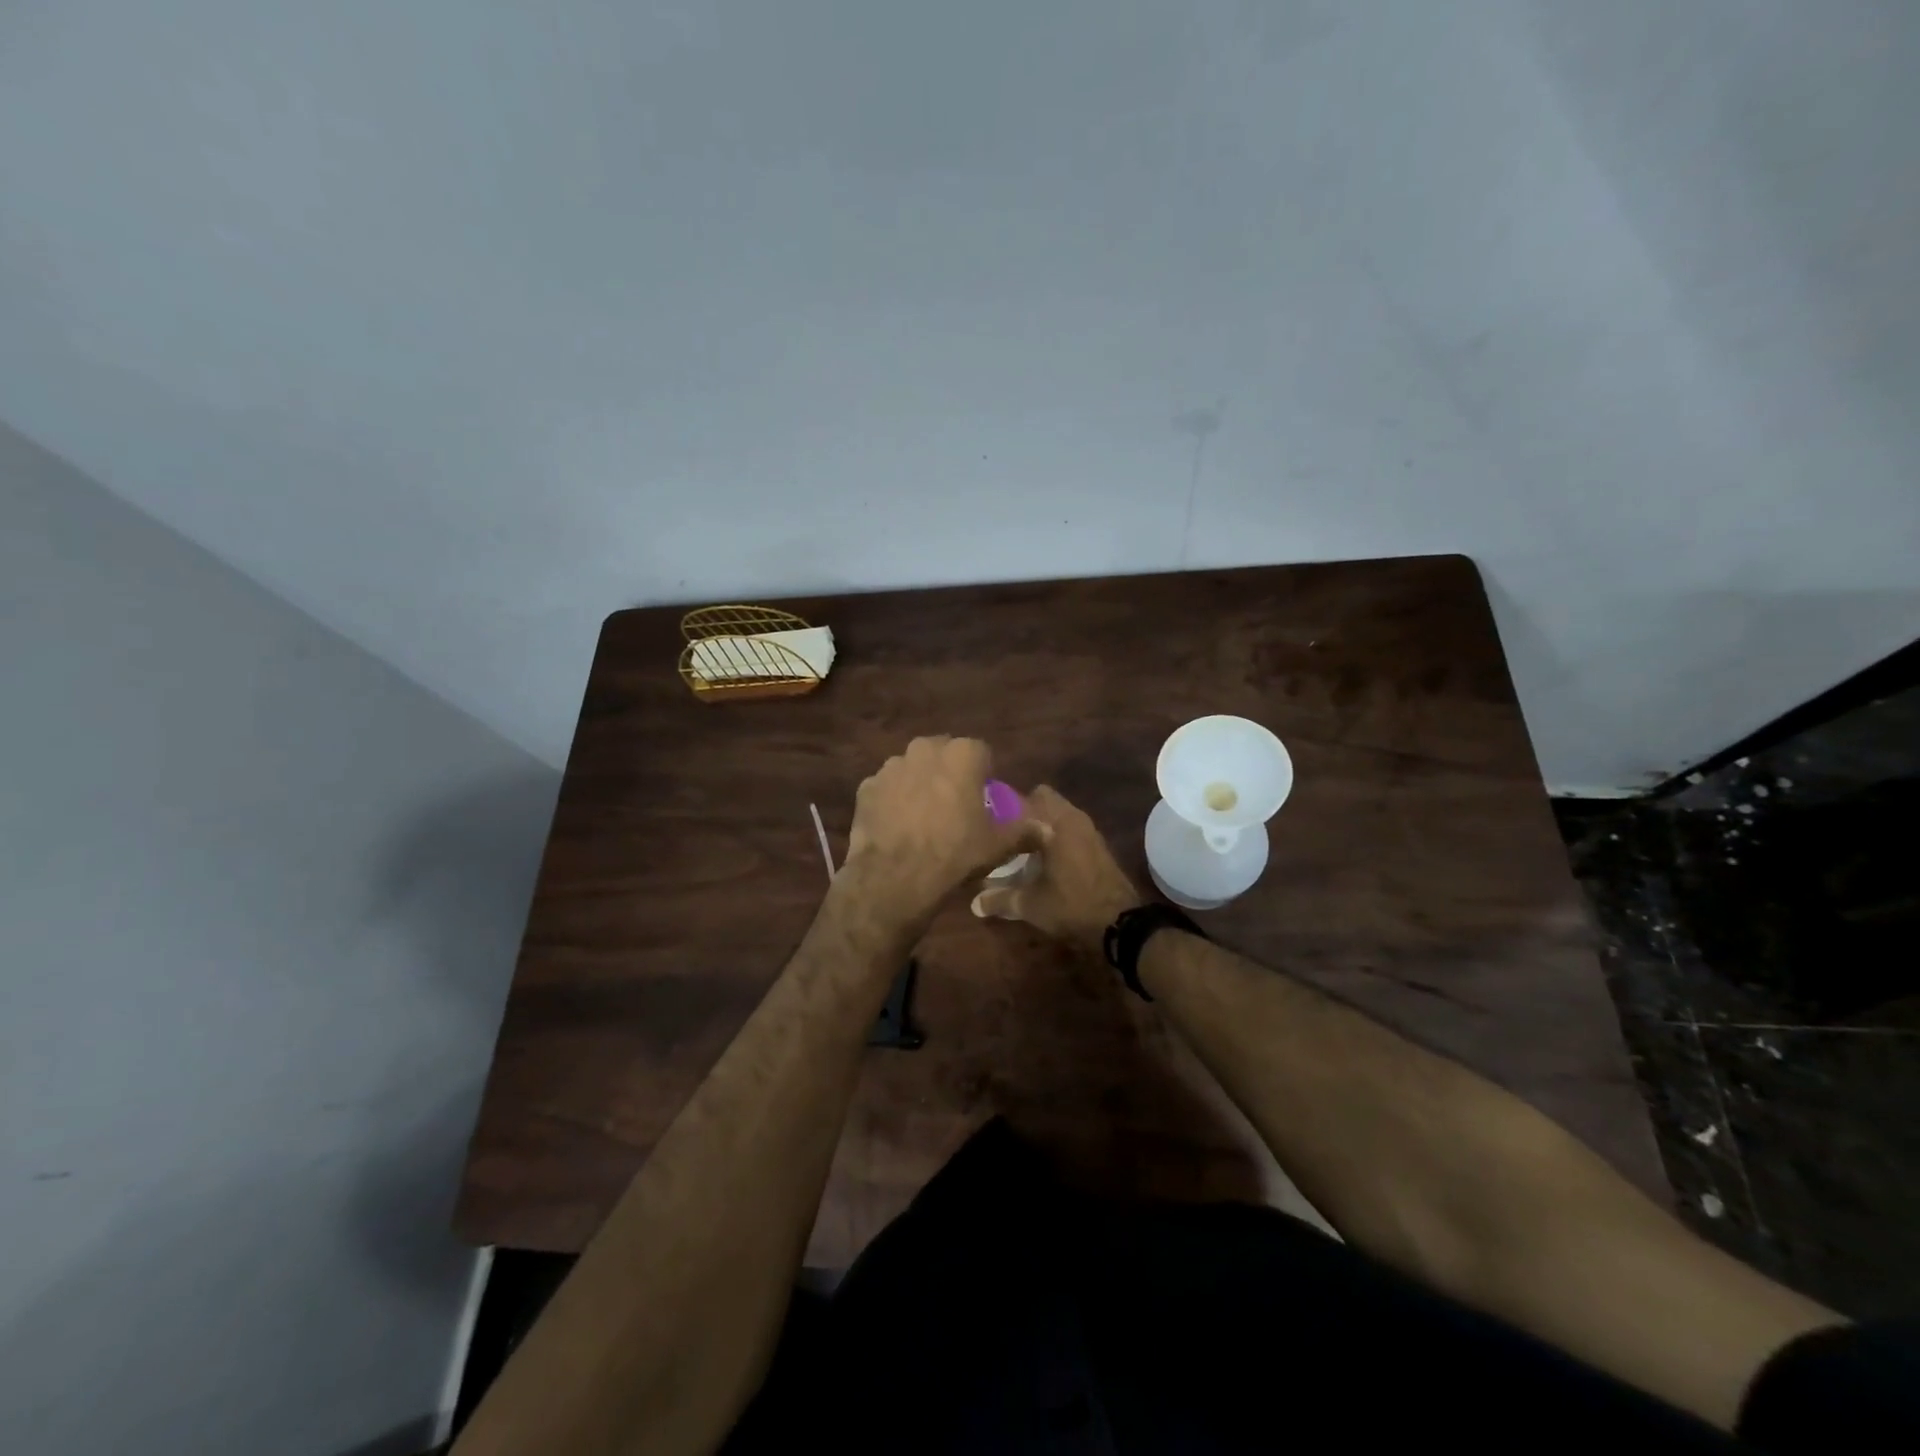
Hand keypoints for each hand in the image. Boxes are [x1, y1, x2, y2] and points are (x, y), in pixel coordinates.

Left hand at [840, 737, 1046, 933]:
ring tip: (923, 819)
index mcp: (962, 754)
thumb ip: (1025, 829)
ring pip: (912, 769)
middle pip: (943, 755)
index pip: (981, 753)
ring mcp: (891, 766)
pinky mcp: (866, 787)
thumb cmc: (956, 852)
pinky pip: (887, 789)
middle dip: (949, 774)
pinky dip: (893, 801)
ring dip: (920, 784)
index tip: (983, 800)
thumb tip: (1047, 827)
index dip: (984, 776)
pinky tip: (898, 827)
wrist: (896, 877)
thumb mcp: (999, 844)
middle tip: (954, 807)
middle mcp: (925, 749)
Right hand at [970, 784, 1142, 954]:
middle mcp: (1072, 818)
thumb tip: (974, 904)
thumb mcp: (1030, 904)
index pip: (1021, 799)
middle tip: (1002, 832)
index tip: (986, 820)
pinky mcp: (1098, 845)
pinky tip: (1043, 858)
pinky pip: (1070, 828)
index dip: (1001, 807)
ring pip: (1058, 813)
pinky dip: (1056, 836)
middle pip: (1042, 799)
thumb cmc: (1071, 905)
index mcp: (1054, 823)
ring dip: (1041, 823)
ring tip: (1019, 845)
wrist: (1120, 924)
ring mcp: (1089, 830)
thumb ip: (1000, 899)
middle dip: (1023, 811)